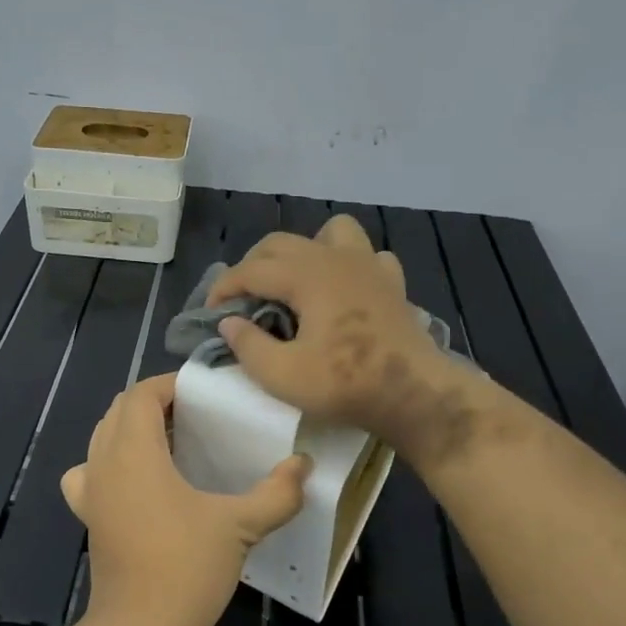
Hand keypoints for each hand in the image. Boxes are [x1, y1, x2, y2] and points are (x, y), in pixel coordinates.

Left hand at [61, 374, 307, 625]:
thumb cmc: (186, 567)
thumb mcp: (240, 526)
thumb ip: (277, 492)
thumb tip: (304, 465)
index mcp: (134, 451)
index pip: (141, 394)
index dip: (169, 384)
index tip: (202, 393)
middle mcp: (103, 462)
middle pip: (119, 409)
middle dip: (153, 402)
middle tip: (193, 414)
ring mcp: (90, 491)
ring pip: (102, 437)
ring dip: (131, 428)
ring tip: (170, 440)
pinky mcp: (87, 517)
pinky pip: (89, 472)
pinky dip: (108, 462)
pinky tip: (134, 481)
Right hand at [208, 214, 522, 469]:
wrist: (415, 393)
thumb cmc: (346, 383)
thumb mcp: (282, 375)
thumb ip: (248, 345)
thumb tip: (230, 323)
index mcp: (305, 275)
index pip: (250, 270)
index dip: (224, 288)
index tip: (210, 314)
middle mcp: (334, 258)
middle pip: (280, 243)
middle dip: (253, 266)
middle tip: (243, 300)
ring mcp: (368, 266)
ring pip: (331, 232)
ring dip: (306, 249)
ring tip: (296, 281)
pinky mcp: (392, 283)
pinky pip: (367, 256)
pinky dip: (349, 265)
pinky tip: (344, 290)